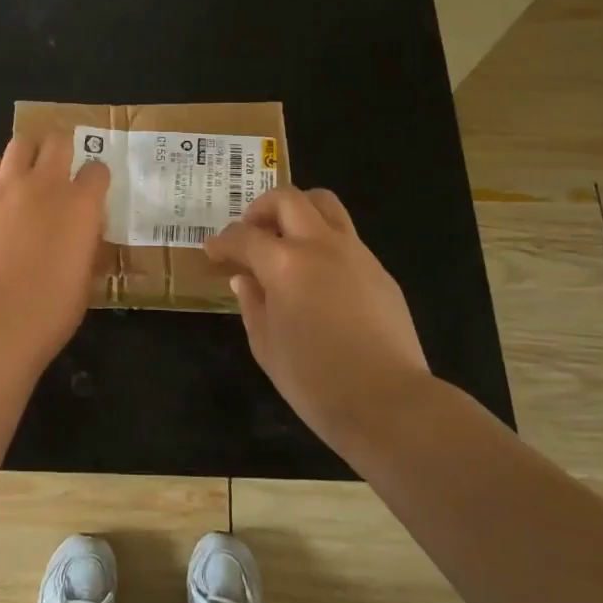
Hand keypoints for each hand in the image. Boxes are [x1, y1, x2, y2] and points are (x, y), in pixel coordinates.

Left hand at [0, 132, 111, 371]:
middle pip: (58, 142)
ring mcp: (3, 186)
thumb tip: (86, 237)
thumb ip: (88, 249)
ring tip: (25, 173)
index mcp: (80, 206)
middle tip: (59, 169)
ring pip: (21, 143)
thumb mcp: (84, 282)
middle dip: (63, 150)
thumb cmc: (47, 313)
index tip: (91, 191)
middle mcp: (44, 184)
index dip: (95, 179)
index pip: (97, 170)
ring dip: (28, 154)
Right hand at [205, 187, 430, 455]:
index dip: (223, 241)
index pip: (244, 236)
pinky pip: (347, 237)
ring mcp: (356, 254)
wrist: (389, 403)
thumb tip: (245, 280)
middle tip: (250, 232)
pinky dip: (324, 241)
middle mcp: (320, 246)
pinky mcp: (380, 271)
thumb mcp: (266, 346)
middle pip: (288, 199)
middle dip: (261, 208)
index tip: (213, 252)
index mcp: (284, 264)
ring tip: (286, 239)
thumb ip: (252, 305)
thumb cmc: (315, 381)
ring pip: (325, 205)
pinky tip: (318, 275)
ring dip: (299, 212)